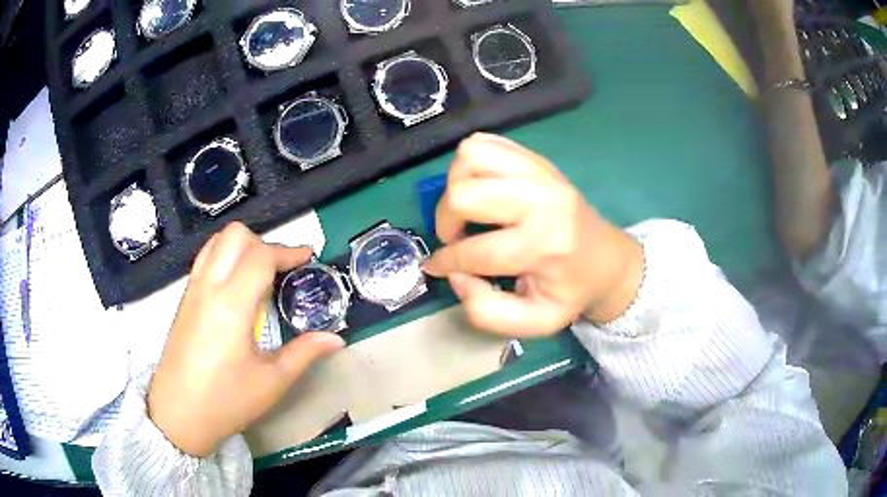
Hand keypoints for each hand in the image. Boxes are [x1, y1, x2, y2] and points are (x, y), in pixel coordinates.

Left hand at [148, 223, 344, 456]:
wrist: (178, 414)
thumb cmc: (226, 400)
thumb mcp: (272, 382)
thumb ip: (304, 353)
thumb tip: (336, 339)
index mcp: (231, 304)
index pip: (260, 255)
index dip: (288, 251)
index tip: (308, 259)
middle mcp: (208, 286)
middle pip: (235, 235)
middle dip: (263, 243)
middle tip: (281, 269)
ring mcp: (192, 290)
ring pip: (216, 242)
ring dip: (242, 247)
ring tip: (259, 274)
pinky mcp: (184, 300)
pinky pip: (205, 259)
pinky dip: (224, 258)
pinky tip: (236, 289)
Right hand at [423, 133, 643, 336]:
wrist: (607, 259)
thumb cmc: (571, 291)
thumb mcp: (535, 321)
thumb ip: (487, 312)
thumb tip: (456, 276)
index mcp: (543, 244)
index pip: (473, 251)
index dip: (444, 262)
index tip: (438, 267)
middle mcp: (540, 198)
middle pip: (463, 194)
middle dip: (446, 221)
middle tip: (457, 238)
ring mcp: (539, 170)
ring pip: (470, 155)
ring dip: (457, 184)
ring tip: (468, 209)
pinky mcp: (535, 157)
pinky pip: (485, 142)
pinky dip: (470, 163)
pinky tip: (480, 188)